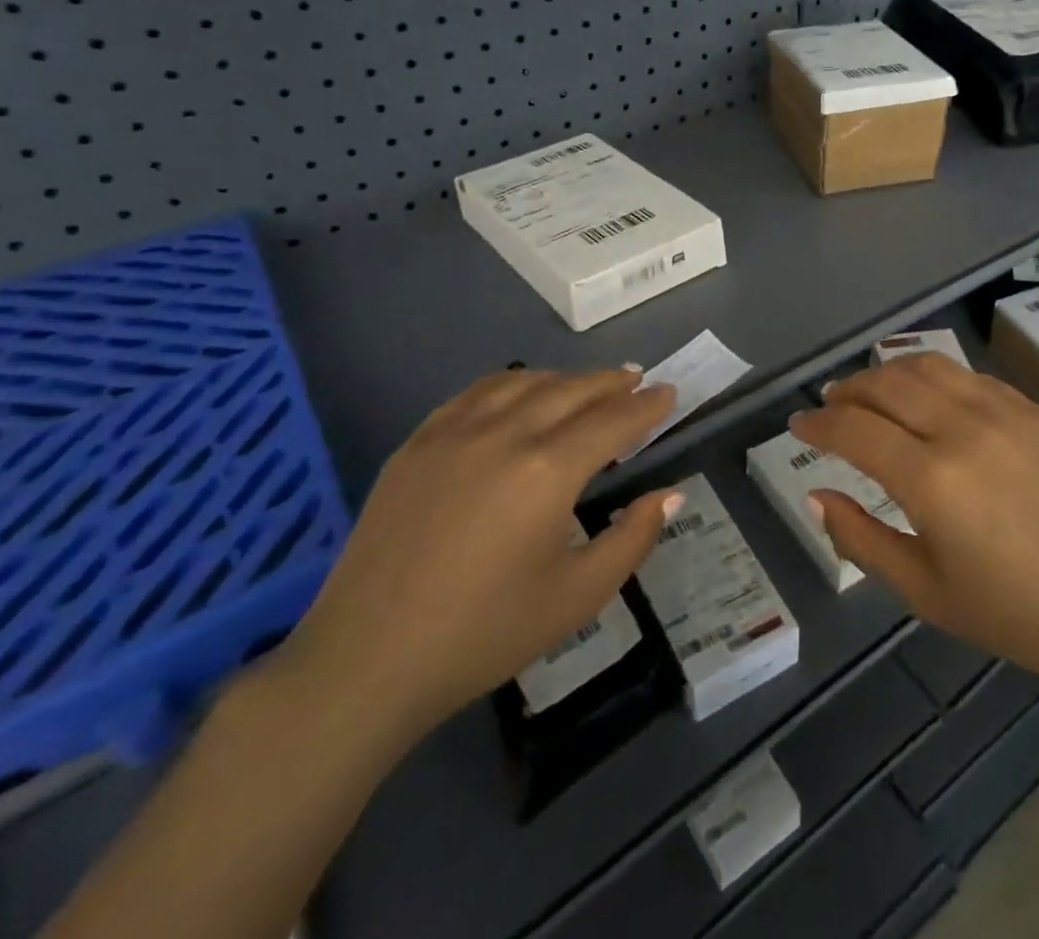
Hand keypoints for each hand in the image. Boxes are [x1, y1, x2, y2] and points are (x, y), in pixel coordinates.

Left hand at [276, 368, 679, 756]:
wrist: (368, 660)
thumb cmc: (484, 634)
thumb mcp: (577, 597)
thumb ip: (633, 538)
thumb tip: (671, 494)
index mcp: (548, 469)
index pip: (613, 420)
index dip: (647, 405)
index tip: (670, 393)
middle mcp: (504, 433)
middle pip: (571, 389)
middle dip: (610, 382)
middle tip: (636, 380)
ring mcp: (454, 432)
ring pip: (523, 382)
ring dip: (564, 379)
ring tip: (586, 385)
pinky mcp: (418, 442)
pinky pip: (476, 393)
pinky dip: (512, 384)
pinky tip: (519, 394)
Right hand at [790, 353, 1038, 695]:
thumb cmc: (1014, 614)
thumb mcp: (924, 591)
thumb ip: (861, 539)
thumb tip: (817, 495)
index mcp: (931, 480)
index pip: (853, 429)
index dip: (817, 423)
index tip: (797, 425)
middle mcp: (961, 429)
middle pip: (884, 385)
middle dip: (846, 390)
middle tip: (828, 405)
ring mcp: (1001, 412)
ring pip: (926, 366)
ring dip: (886, 373)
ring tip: (869, 392)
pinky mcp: (1031, 410)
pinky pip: (967, 375)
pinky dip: (932, 376)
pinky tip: (926, 396)